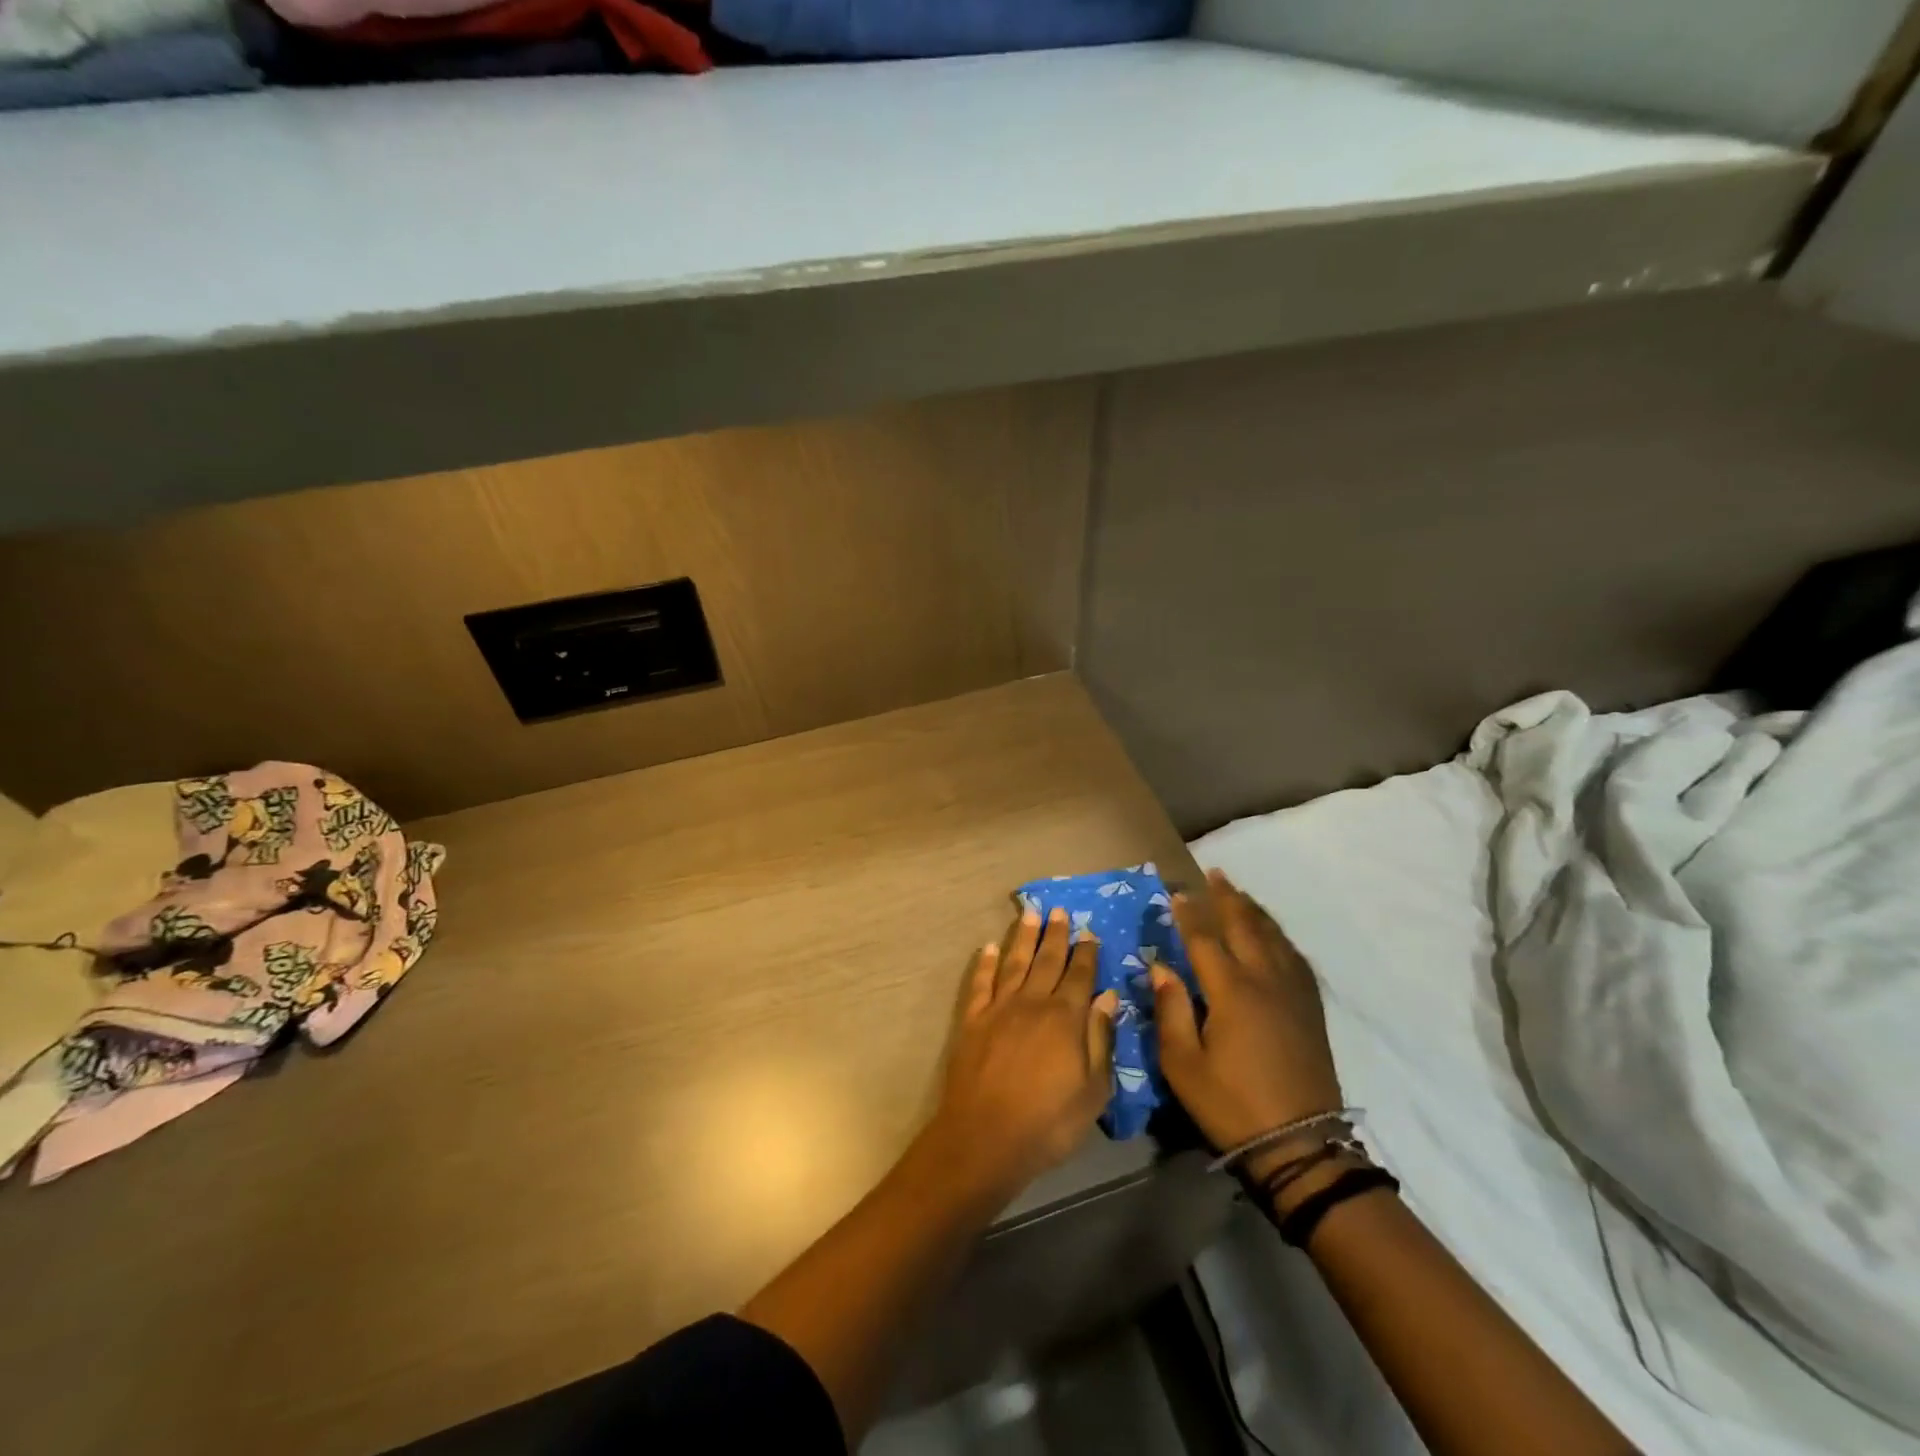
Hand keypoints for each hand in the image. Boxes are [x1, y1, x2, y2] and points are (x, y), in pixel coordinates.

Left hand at [931, 906, 1120, 1199]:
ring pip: (1014, 962)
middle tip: (1060, 910)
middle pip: (1047, 960)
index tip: (1089, 931)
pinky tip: (988, 947)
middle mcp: (1032, 1002)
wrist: (984, 1138)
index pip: (1079, 975)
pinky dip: (985, 963)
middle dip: (1056, 934)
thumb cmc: (1048, 1122)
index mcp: (1065, 1018)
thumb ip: (1100, 1039)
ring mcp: (999, 1008)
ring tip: (1030, 913)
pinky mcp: (972, 1020)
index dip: (1086, 952)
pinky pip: (980, 983)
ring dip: (1023, 937)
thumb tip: (1108, 996)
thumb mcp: (1092, 1091)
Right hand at [1152, 870, 1343, 1172]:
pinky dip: (1280, 937)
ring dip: (1255, 911)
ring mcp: (1293, 994)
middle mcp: (1265, 981)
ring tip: (1241, 894)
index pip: (1204, 939)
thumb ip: (1170, 1010)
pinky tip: (1274, 936)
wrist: (1299, 1145)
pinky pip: (1295, 959)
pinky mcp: (1310, 1010)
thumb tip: (1162, 968)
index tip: (1176, 891)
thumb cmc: (1231, 1104)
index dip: (1188, 913)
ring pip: (1274, 938)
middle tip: (1215, 873)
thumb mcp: (1183, 1064)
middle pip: (1245, 926)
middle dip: (1227, 898)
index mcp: (1231, 991)